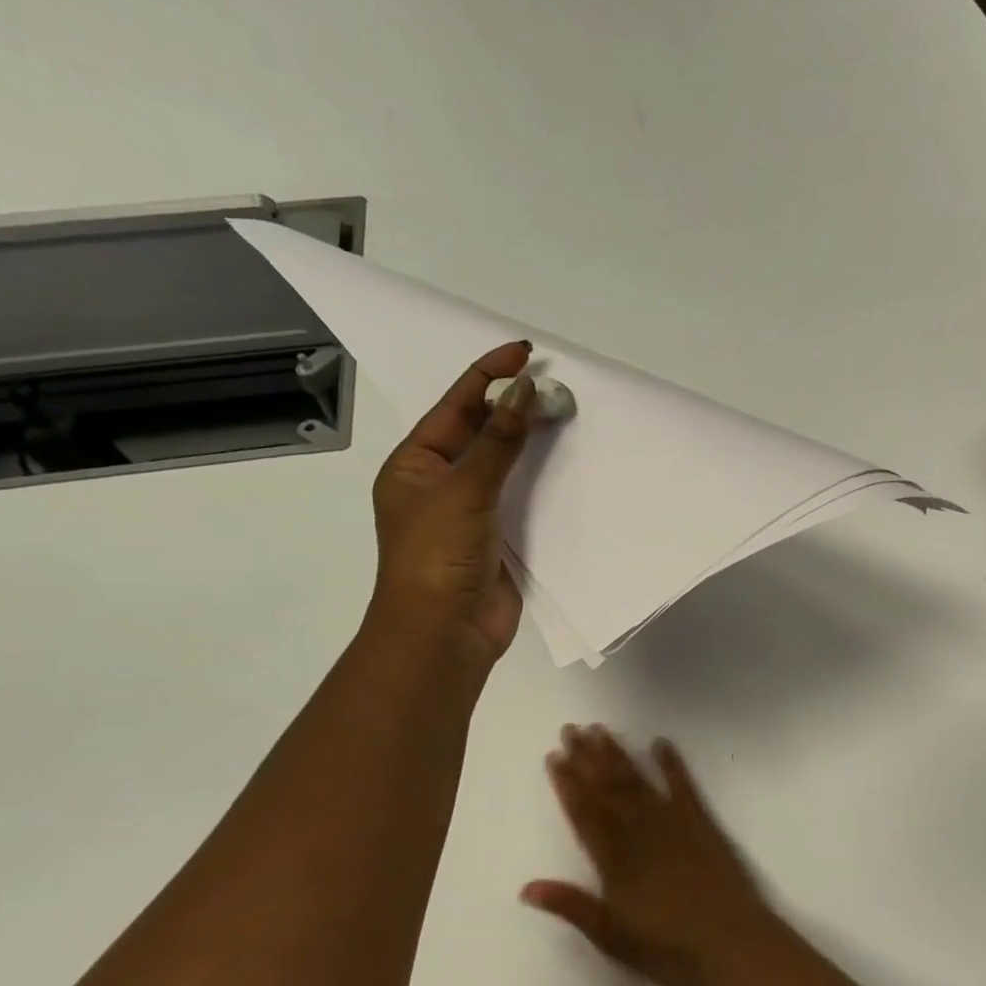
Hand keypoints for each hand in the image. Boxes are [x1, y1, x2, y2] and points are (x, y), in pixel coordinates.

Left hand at [368, 341, 535, 662]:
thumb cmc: (437, 556)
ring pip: (506, 465)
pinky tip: (570, 465)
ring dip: (532, 442)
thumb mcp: (464, 489)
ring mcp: (472, 512)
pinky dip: (544, 481)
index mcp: (416, 464)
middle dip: (514, 407)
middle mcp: (441, 483)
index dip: (488, 375)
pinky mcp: (501, 538)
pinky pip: (524, 499)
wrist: (445, 633)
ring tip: (566, 414)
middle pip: (481, 432)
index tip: (526, 352)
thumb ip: (498, 441)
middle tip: (556, 384)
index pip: (455, 406)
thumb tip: (523, 390)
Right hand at [524, 727, 779, 985]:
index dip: (568, 784)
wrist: (733, 944)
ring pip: (639, 783)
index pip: (585, 814)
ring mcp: (674, 825)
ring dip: (618, 755)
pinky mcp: (703, 825)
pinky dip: (672, 764)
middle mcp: (641, 834)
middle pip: (609, 789)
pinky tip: (661, 743)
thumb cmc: (669, 949)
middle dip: (587, 759)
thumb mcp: (613, 938)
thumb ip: (572, 907)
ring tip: (601, 730)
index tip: (554, 756)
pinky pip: (683, 788)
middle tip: (571, 729)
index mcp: (616, 861)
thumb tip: (526, 887)